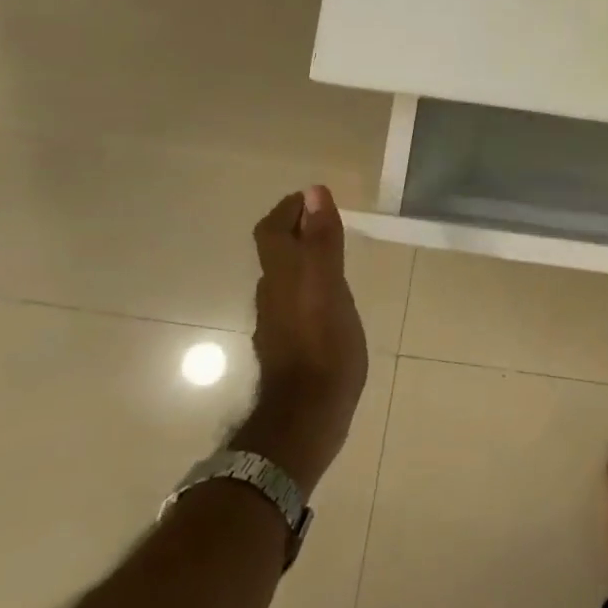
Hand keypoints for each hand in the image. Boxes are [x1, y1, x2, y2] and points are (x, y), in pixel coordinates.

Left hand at [232, 185, 368, 491]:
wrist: (307, 415)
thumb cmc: (323, 347)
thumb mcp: (327, 286)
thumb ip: (320, 241)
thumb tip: (314, 192)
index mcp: (283, 277)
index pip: (273, 231)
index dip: (288, 210)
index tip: (313, 196)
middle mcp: (274, 296)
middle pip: (277, 253)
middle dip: (298, 231)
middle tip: (328, 220)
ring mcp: (281, 323)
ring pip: (287, 278)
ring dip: (305, 258)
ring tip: (334, 254)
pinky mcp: (293, 345)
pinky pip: (298, 302)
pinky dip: (312, 286)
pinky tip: (332, 298)